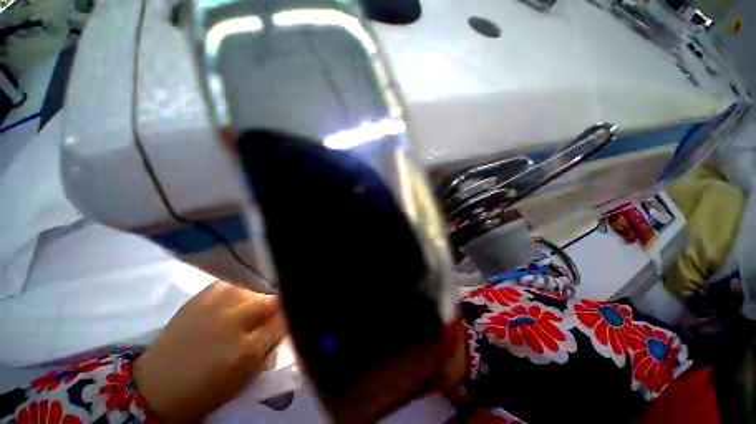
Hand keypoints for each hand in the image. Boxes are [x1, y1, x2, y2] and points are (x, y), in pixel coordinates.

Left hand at [133, 281, 285, 422]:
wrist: (157, 383)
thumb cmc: (207, 386)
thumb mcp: (245, 374)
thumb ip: (270, 343)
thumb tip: (288, 319)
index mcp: (244, 350)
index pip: (283, 319)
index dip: (293, 311)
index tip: (296, 307)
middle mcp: (231, 322)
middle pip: (270, 299)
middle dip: (281, 299)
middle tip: (282, 302)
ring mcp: (216, 304)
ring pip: (254, 285)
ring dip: (264, 290)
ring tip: (264, 295)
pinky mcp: (202, 295)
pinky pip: (235, 281)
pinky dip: (245, 284)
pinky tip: (246, 290)